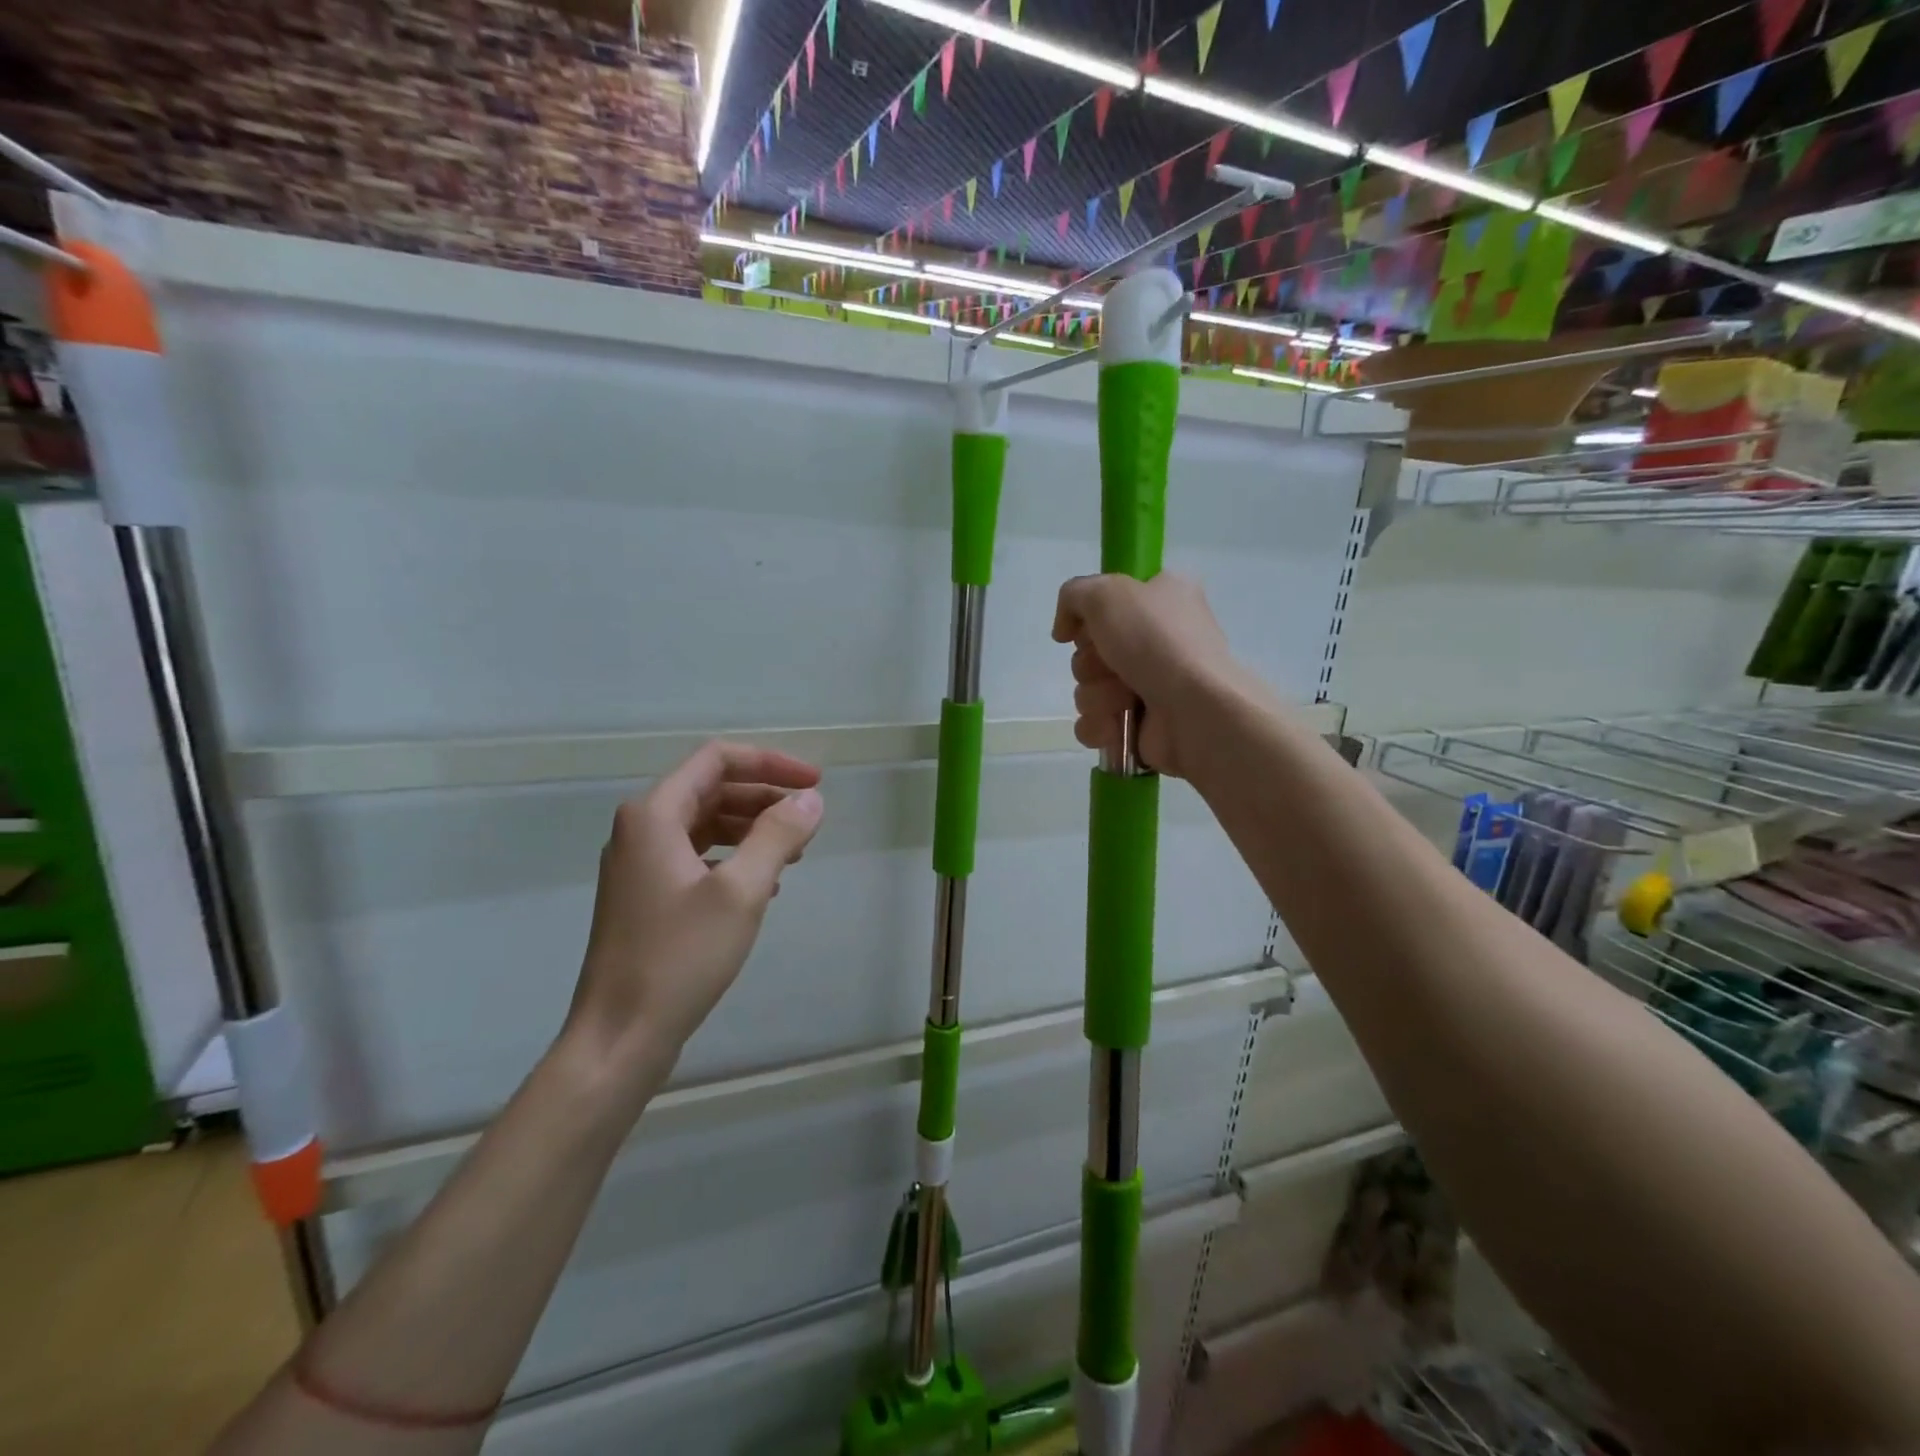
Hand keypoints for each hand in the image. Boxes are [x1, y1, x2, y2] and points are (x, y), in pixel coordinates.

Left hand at [564, 742, 823, 1090]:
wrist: (619, 1036)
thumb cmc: (680, 957)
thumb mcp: (742, 891)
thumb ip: (778, 835)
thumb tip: (811, 799)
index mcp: (654, 815)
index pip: (718, 759)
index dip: (771, 762)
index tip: (815, 783)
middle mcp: (642, 829)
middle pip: (712, 789)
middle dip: (765, 796)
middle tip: (811, 817)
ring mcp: (641, 865)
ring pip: (706, 824)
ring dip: (753, 828)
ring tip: (796, 851)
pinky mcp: (647, 897)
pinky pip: (698, 856)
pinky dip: (735, 857)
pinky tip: (766, 884)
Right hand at [1053, 572, 1240, 779]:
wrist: (1195, 709)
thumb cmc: (1156, 642)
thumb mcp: (1107, 593)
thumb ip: (1073, 595)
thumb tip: (1064, 631)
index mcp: (1163, 597)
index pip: (1109, 601)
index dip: (1091, 616)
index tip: (1087, 627)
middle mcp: (1158, 639)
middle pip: (1091, 650)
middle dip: (1090, 663)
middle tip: (1110, 665)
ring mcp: (1151, 685)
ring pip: (1089, 688)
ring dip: (1096, 695)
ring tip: (1123, 699)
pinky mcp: (1142, 726)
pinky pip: (1096, 723)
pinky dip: (1099, 726)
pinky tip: (1115, 726)